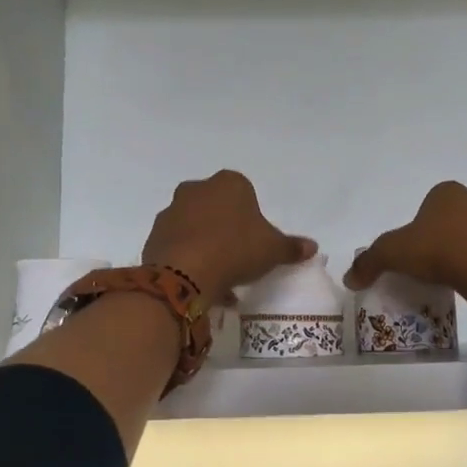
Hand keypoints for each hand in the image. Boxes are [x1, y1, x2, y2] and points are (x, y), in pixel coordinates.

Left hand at [142, 170, 314, 300]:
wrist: (185, 273)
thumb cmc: (236, 250)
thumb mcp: (272, 250)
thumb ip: (291, 247)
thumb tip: (312, 247)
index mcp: (229, 183)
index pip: (244, 193)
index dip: (251, 217)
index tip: (255, 241)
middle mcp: (196, 189)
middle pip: (217, 208)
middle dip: (226, 228)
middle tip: (238, 257)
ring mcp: (172, 211)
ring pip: (195, 227)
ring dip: (206, 245)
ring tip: (220, 278)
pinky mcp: (155, 235)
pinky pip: (178, 246)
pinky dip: (188, 260)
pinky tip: (201, 283)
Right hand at [344, 182, 466, 297]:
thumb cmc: (439, 251)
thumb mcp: (392, 254)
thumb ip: (369, 262)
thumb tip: (349, 277)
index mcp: (449, 193)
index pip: (432, 203)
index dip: (423, 226)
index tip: (417, 250)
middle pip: (461, 217)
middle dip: (451, 235)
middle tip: (437, 264)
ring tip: (462, 278)